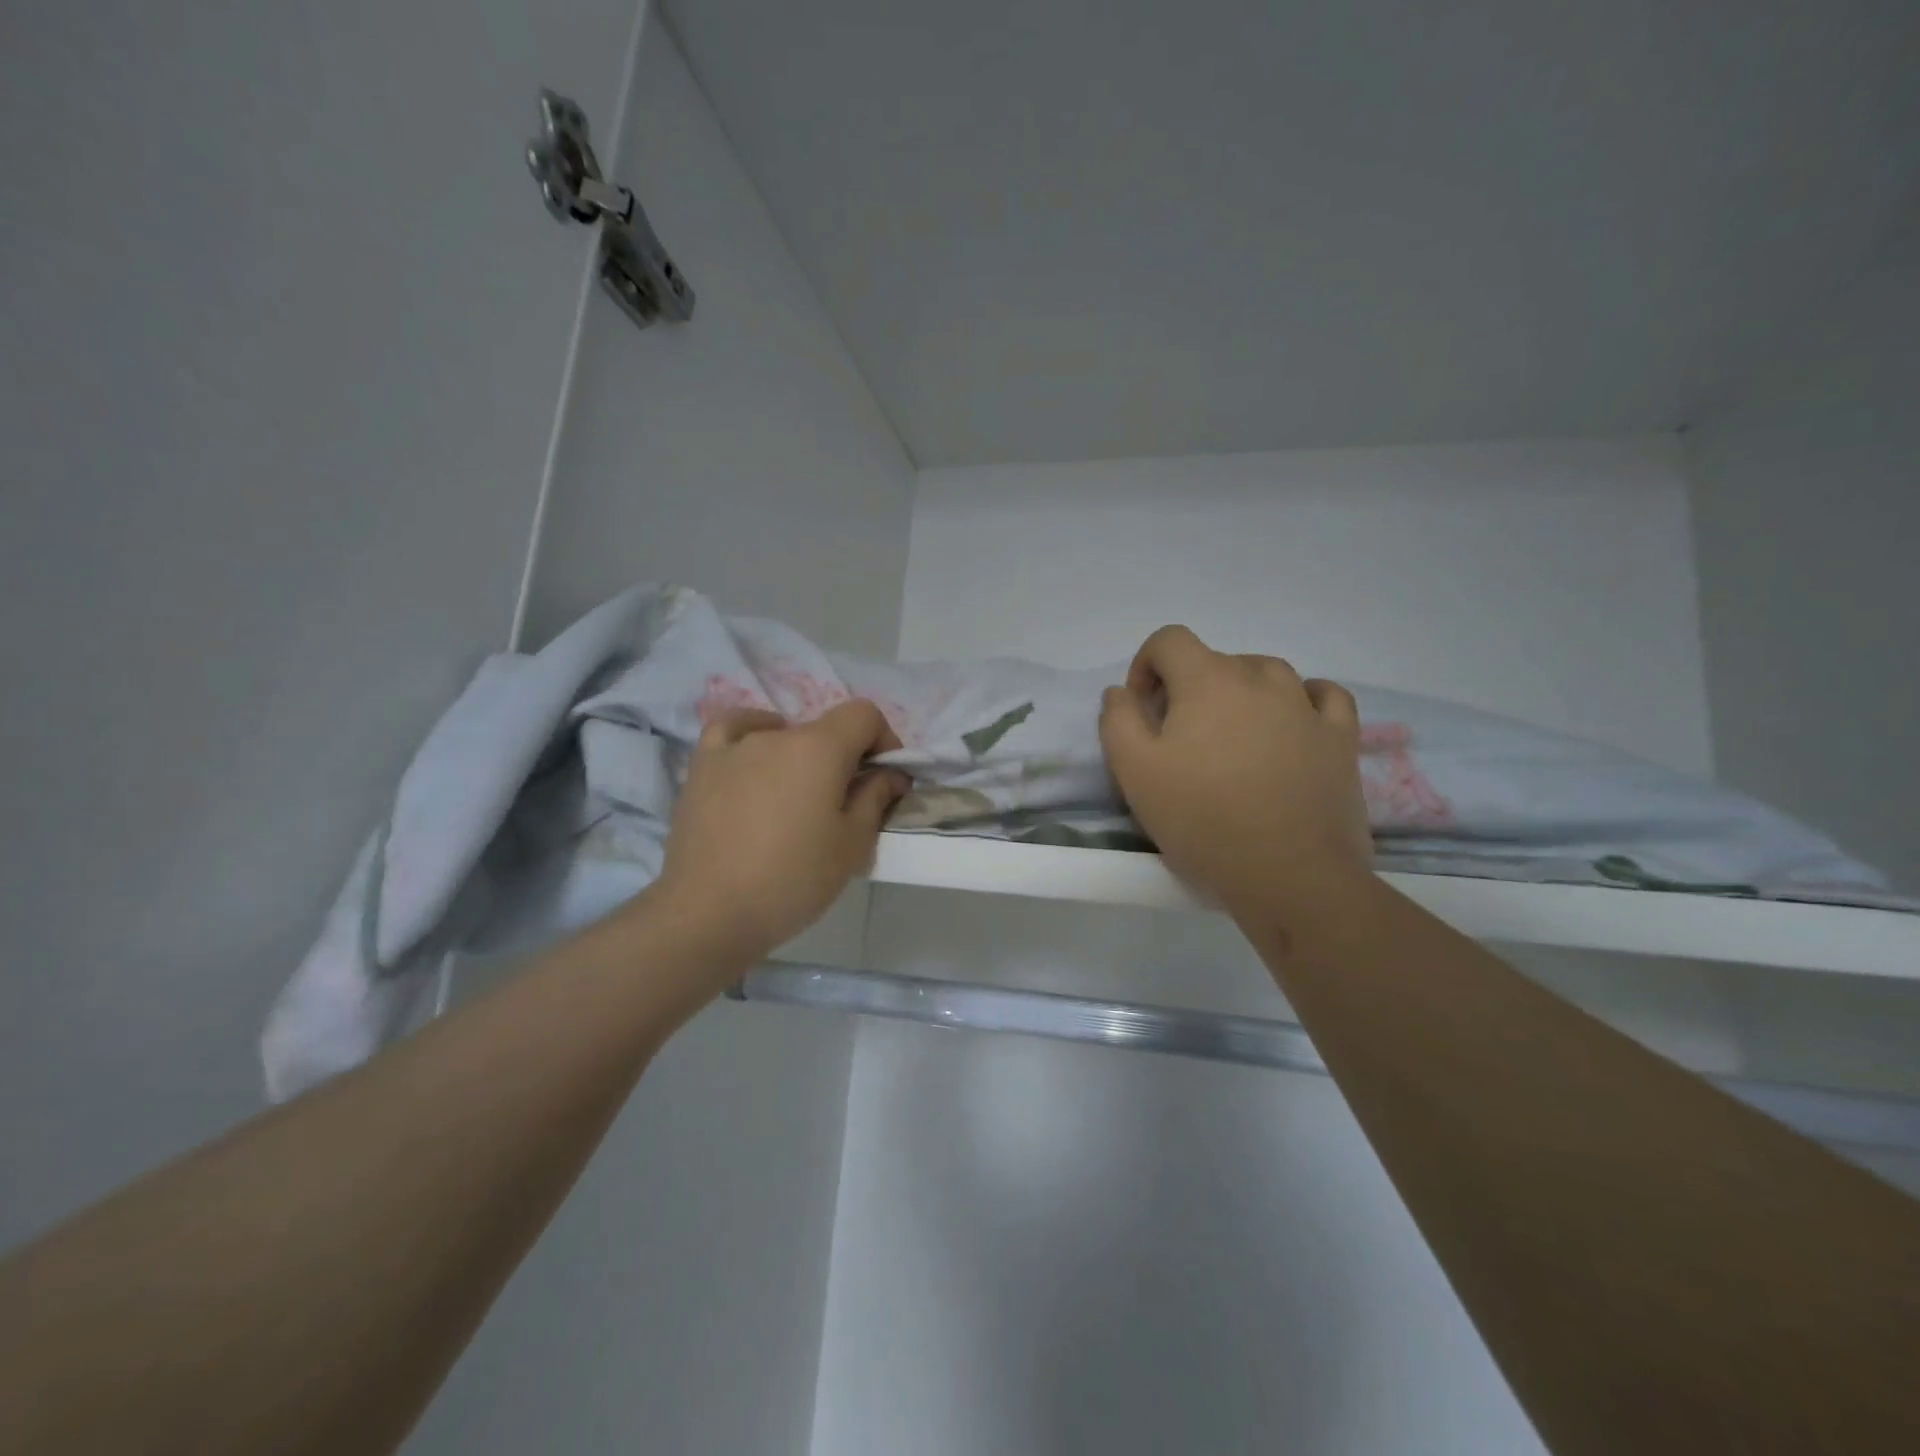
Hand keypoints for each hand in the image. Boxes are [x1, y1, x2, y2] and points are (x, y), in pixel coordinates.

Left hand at [650, 700, 907, 969]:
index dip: (884, 740)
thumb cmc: (792, 880)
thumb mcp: (852, 846)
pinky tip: (755, 757)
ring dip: (801, 757)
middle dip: (845, 758)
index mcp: (819, 748)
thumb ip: (875, 799)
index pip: (864, 714)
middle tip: (845, 805)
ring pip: (783, 735)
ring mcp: (735, 747)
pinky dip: (751, 734)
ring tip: (796, 798)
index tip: (885, 778)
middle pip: (824, 729)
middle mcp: (777, 735)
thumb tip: (890, 774)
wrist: (709, 912)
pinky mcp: (703, 766)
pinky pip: (732, 730)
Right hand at [1099, 625, 1371, 914]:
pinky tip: (1291, 720)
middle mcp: (1260, 678)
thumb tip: (1120, 692)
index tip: (1142, 707)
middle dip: (1188, 687)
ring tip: (1231, 736)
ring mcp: (1307, 706)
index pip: (1169, 640)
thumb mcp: (1134, 772)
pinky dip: (1301, 698)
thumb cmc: (1203, 820)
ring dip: (1240, 692)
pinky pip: (1323, 696)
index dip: (1146, 664)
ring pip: (1266, 674)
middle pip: (1215, 659)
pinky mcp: (1340, 737)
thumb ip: (1117, 720)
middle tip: (1179, 737)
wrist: (1290, 875)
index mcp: (1208, 680)